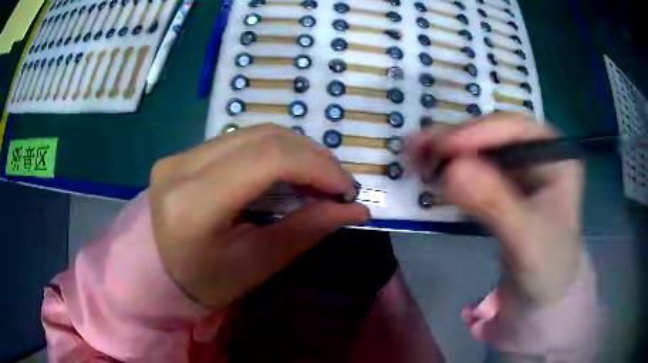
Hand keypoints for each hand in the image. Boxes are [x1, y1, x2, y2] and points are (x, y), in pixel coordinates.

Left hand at [149, 124, 368, 308]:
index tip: (346, 189)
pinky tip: (288, 173)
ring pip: (254, 133)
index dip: (316, 166)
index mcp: (191, 204)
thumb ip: (304, 233)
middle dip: (312, 157)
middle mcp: (180, 167)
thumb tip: (356, 211)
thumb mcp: (255, 266)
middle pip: (263, 138)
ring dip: (296, 151)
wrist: (159, 272)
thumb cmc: (205, 283)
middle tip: (337, 185)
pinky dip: (275, 152)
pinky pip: (241, 139)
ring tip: (317, 179)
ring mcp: (180, 155)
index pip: (265, 159)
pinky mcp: (185, 153)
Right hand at [408, 113, 584, 305]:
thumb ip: (495, 205)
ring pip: (483, 151)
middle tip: (418, 148)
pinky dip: (453, 171)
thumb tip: (451, 169)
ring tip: (416, 156)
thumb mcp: (526, 240)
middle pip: (495, 136)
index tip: (442, 147)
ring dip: (450, 153)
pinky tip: (432, 173)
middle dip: (458, 141)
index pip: (517, 130)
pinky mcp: (507, 188)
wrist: (545, 296)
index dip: (478, 132)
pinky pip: (478, 171)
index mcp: (558, 158)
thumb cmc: (548, 269)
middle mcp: (540, 156)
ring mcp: (523, 171)